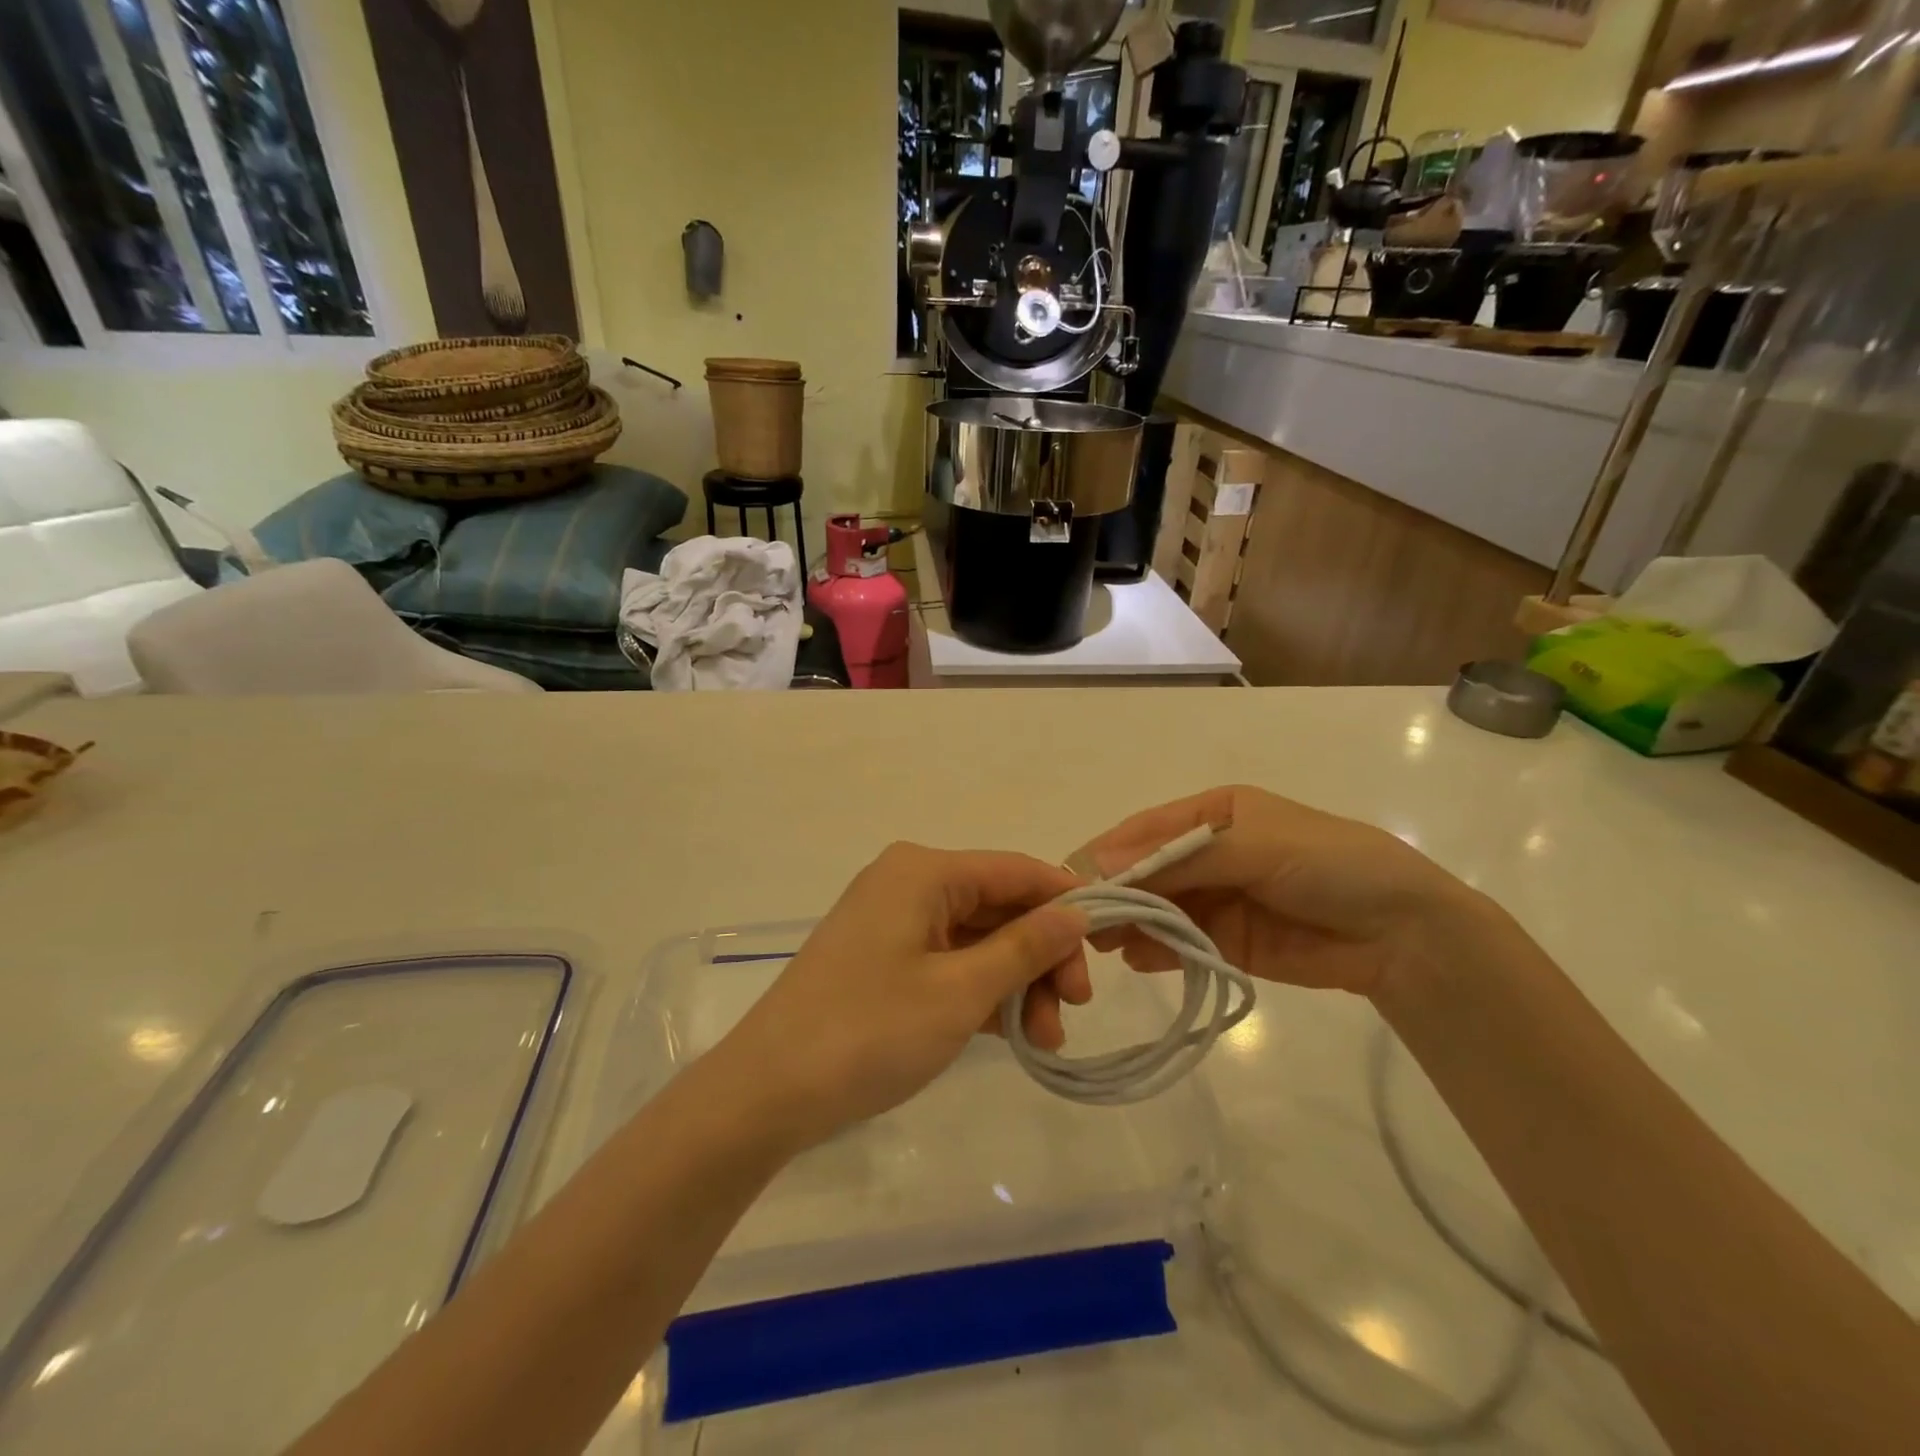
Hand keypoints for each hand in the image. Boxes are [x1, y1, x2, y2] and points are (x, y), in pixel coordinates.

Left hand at [715, 843, 1090, 1148]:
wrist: (766, 1093)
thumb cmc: (868, 1031)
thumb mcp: (960, 992)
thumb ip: (1025, 947)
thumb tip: (1078, 912)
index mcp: (924, 871)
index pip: (1016, 870)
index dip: (1066, 904)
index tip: (1106, 951)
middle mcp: (909, 883)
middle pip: (999, 907)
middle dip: (1041, 956)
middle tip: (1074, 1010)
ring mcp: (895, 923)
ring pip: (978, 940)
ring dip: (1016, 983)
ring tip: (1046, 1040)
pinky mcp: (884, 960)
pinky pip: (950, 962)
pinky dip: (982, 993)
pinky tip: (1014, 1035)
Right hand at [1075, 786, 1486, 999]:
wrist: (1404, 933)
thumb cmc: (1329, 864)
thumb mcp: (1254, 846)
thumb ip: (1179, 858)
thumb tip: (1101, 864)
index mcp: (1214, 814)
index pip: (1147, 830)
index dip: (1111, 852)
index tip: (1074, 879)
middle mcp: (1209, 853)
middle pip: (1146, 871)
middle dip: (1115, 892)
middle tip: (1082, 922)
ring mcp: (1217, 899)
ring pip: (1157, 907)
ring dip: (1130, 922)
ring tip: (1102, 945)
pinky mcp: (1226, 942)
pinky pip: (1179, 942)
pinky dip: (1155, 950)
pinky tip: (1137, 958)